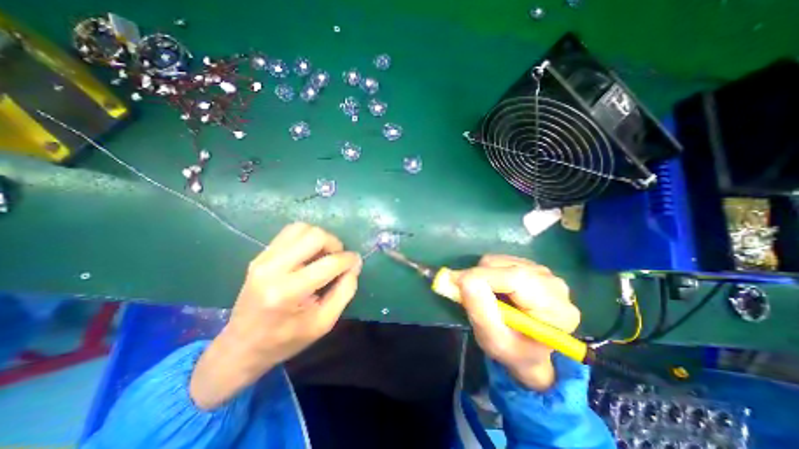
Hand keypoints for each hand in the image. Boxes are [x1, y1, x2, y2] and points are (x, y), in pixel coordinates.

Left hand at [189, 223, 358, 407]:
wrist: (241, 346)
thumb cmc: (287, 339)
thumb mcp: (324, 322)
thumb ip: (345, 291)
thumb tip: (354, 264)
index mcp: (288, 292)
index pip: (330, 263)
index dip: (349, 259)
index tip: (356, 262)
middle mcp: (272, 269)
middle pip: (315, 235)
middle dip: (335, 244)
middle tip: (338, 258)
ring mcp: (263, 259)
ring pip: (302, 228)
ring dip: (320, 238)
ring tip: (324, 255)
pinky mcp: (260, 255)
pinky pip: (290, 233)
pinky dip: (306, 238)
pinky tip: (310, 254)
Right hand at [456, 254, 580, 390]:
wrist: (527, 351)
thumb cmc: (513, 351)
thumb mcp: (493, 340)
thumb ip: (478, 309)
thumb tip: (458, 278)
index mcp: (555, 309)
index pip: (517, 278)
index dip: (483, 277)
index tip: (456, 283)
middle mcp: (554, 284)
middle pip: (506, 266)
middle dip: (480, 278)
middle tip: (468, 296)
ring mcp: (543, 272)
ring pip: (499, 261)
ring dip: (483, 276)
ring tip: (486, 297)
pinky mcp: (530, 266)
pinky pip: (499, 260)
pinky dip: (487, 272)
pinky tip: (494, 289)